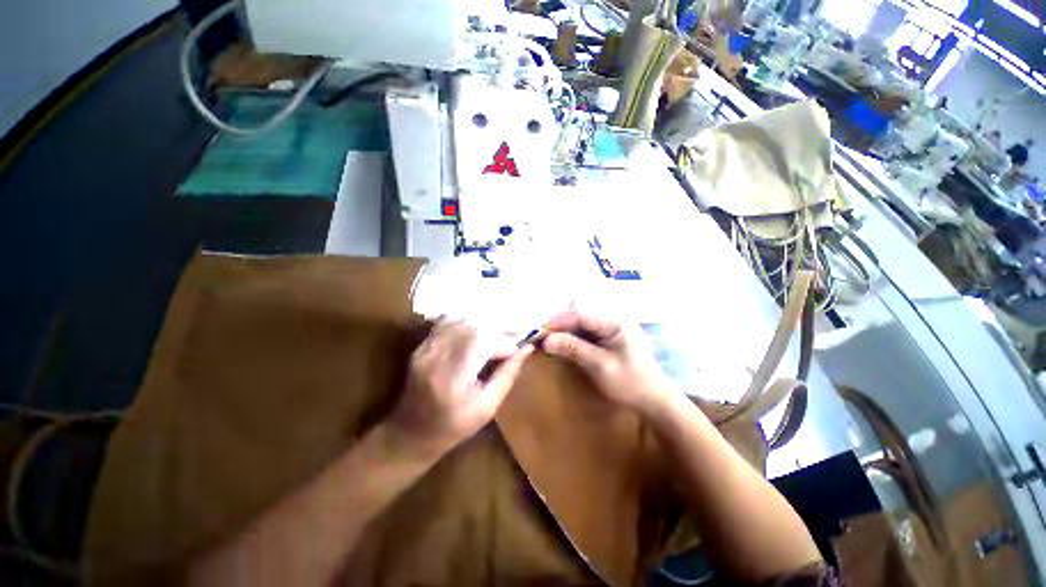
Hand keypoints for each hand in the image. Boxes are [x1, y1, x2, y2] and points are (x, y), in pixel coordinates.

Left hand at [389, 320, 533, 460]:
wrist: (410, 434)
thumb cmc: (454, 427)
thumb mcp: (488, 407)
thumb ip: (507, 375)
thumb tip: (526, 349)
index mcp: (453, 378)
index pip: (482, 341)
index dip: (502, 342)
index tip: (513, 352)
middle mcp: (436, 358)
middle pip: (471, 327)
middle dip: (493, 333)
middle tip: (503, 346)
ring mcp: (425, 350)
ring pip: (459, 322)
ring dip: (479, 328)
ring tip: (489, 343)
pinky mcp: (420, 347)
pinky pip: (446, 325)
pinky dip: (463, 326)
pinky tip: (471, 338)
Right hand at [542, 309, 674, 415]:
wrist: (654, 400)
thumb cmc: (631, 383)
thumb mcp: (600, 366)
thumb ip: (573, 349)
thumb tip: (546, 340)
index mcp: (615, 321)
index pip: (580, 314)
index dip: (558, 321)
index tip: (539, 331)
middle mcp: (613, 319)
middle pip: (579, 317)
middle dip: (559, 325)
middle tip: (539, 336)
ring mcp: (611, 328)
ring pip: (580, 324)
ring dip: (563, 332)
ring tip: (545, 339)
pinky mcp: (608, 338)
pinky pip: (585, 333)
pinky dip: (571, 338)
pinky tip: (560, 343)